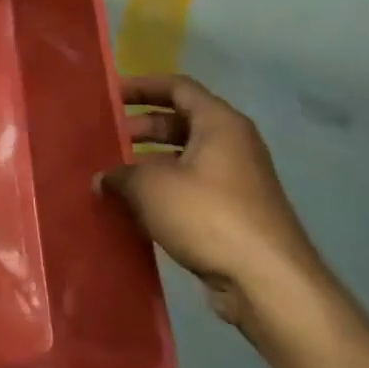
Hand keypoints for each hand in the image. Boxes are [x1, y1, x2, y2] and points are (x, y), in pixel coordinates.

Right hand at [99, 74, 335, 341]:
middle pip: (180, 121)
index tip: (108, 95)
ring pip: (183, 157)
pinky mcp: (232, 212)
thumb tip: (102, 178)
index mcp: (219, 123)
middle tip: (104, 137)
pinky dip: (161, 189)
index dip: (142, 86)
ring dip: (147, 162)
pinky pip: (189, 187)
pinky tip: (132, 206)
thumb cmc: (208, 216)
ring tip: (111, 173)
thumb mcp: (150, 187)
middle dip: (140, 127)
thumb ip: (120, 174)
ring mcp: (235, 180)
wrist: (266, 281)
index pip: (178, 87)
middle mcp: (232, 144)